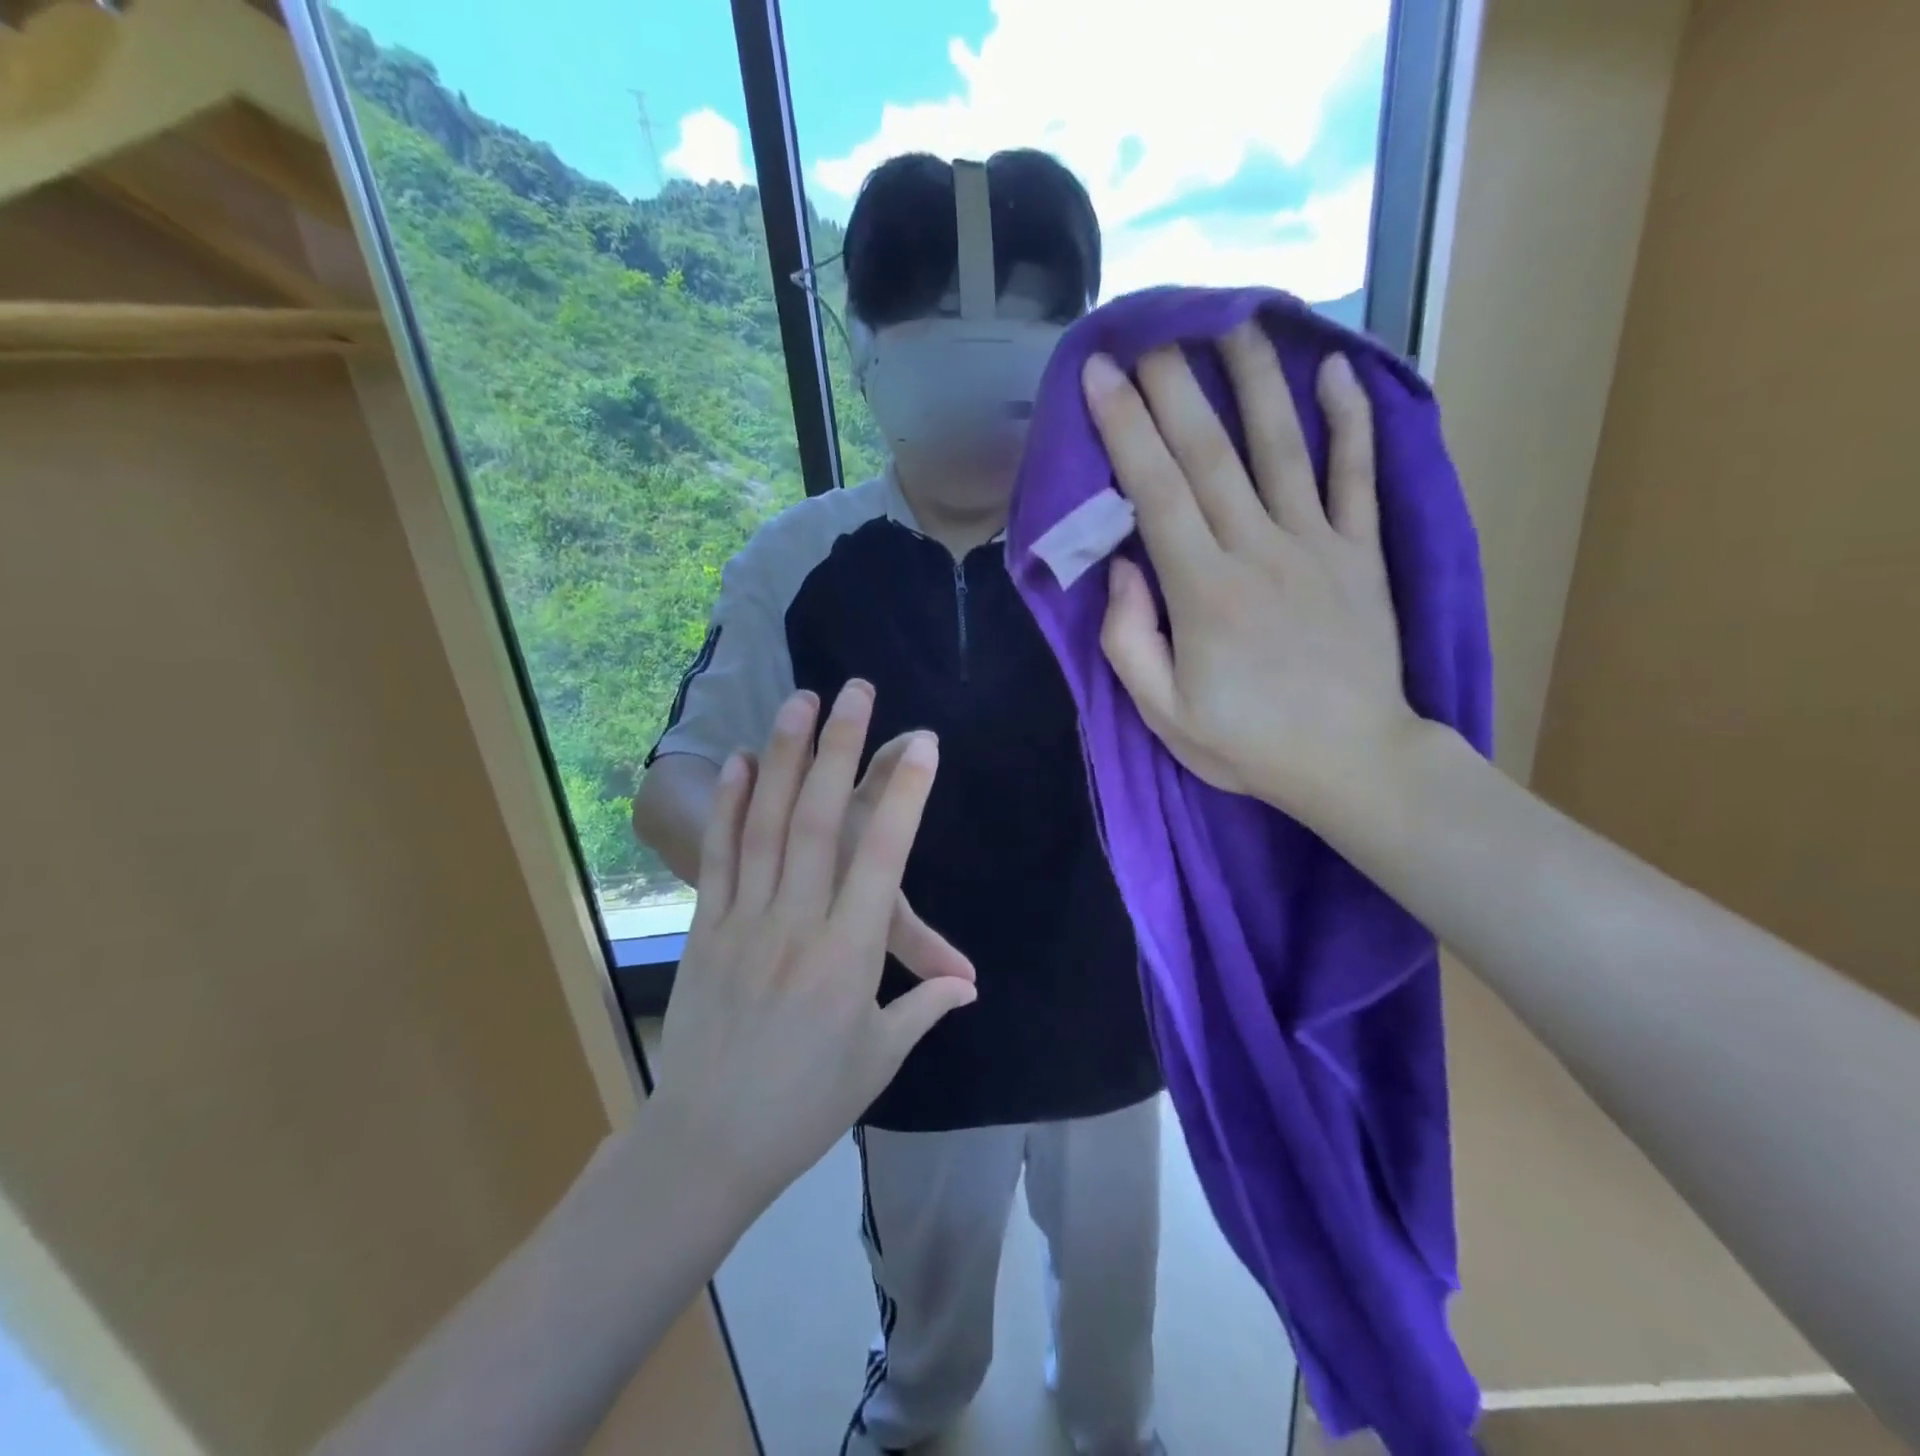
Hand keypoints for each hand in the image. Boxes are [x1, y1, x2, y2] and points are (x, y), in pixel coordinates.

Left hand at [648, 682, 977, 1211]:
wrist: (707, 1142)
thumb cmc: (806, 1103)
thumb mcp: (877, 1058)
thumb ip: (923, 1007)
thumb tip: (970, 985)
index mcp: (848, 955)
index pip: (883, 858)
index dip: (904, 795)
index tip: (923, 743)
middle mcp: (798, 923)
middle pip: (819, 821)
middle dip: (840, 749)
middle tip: (855, 692)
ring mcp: (746, 920)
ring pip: (766, 825)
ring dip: (783, 757)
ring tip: (798, 701)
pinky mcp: (707, 928)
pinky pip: (720, 856)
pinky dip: (729, 805)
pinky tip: (738, 762)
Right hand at [1080, 323, 1421, 820]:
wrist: (1354, 761)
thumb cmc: (1248, 743)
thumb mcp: (1164, 713)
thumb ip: (1131, 640)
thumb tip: (1124, 566)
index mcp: (1203, 591)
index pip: (1156, 491)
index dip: (1125, 427)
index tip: (1101, 374)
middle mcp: (1258, 550)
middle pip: (1210, 453)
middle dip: (1174, 385)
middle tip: (1152, 328)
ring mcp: (1317, 545)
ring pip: (1281, 446)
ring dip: (1254, 379)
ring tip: (1233, 321)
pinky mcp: (1361, 553)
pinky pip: (1356, 476)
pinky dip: (1349, 420)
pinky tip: (1333, 370)